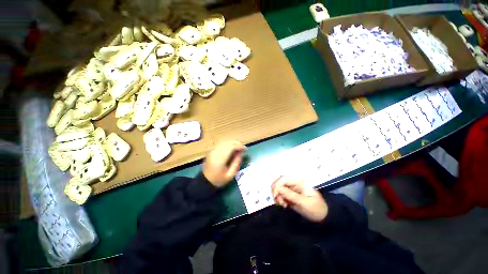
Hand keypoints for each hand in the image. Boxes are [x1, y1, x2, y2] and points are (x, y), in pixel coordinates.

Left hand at [203, 141, 246, 187]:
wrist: (205, 181)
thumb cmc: (219, 179)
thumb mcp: (230, 175)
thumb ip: (236, 163)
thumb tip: (241, 153)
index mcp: (220, 159)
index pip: (231, 147)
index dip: (240, 146)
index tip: (246, 149)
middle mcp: (215, 152)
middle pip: (228, 143)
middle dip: (237, 144)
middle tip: (243, 149)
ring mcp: (212, 150)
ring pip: (225, 142)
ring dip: (233, 143)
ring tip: (239, 148)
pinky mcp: (211, 150)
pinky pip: (221, 144)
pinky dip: (228, 144)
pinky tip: (232, 148)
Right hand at [272, 179, 327, 221]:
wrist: (323, 216)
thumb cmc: (316, 209)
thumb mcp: (304, 203)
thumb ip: (291, 195)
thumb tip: (278, 189)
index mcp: (298, 181)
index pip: (282, 179)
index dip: (277, 186)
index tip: (276, 196)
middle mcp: (293, 182)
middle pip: (278, 181)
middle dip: (275, 190)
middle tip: (278, 201)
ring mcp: (291, 188)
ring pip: (277, 187)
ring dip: (277, 195)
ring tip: (283, 205)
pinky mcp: (289, 194)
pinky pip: (279, 193)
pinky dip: (278, 198)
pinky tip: (283, 205)